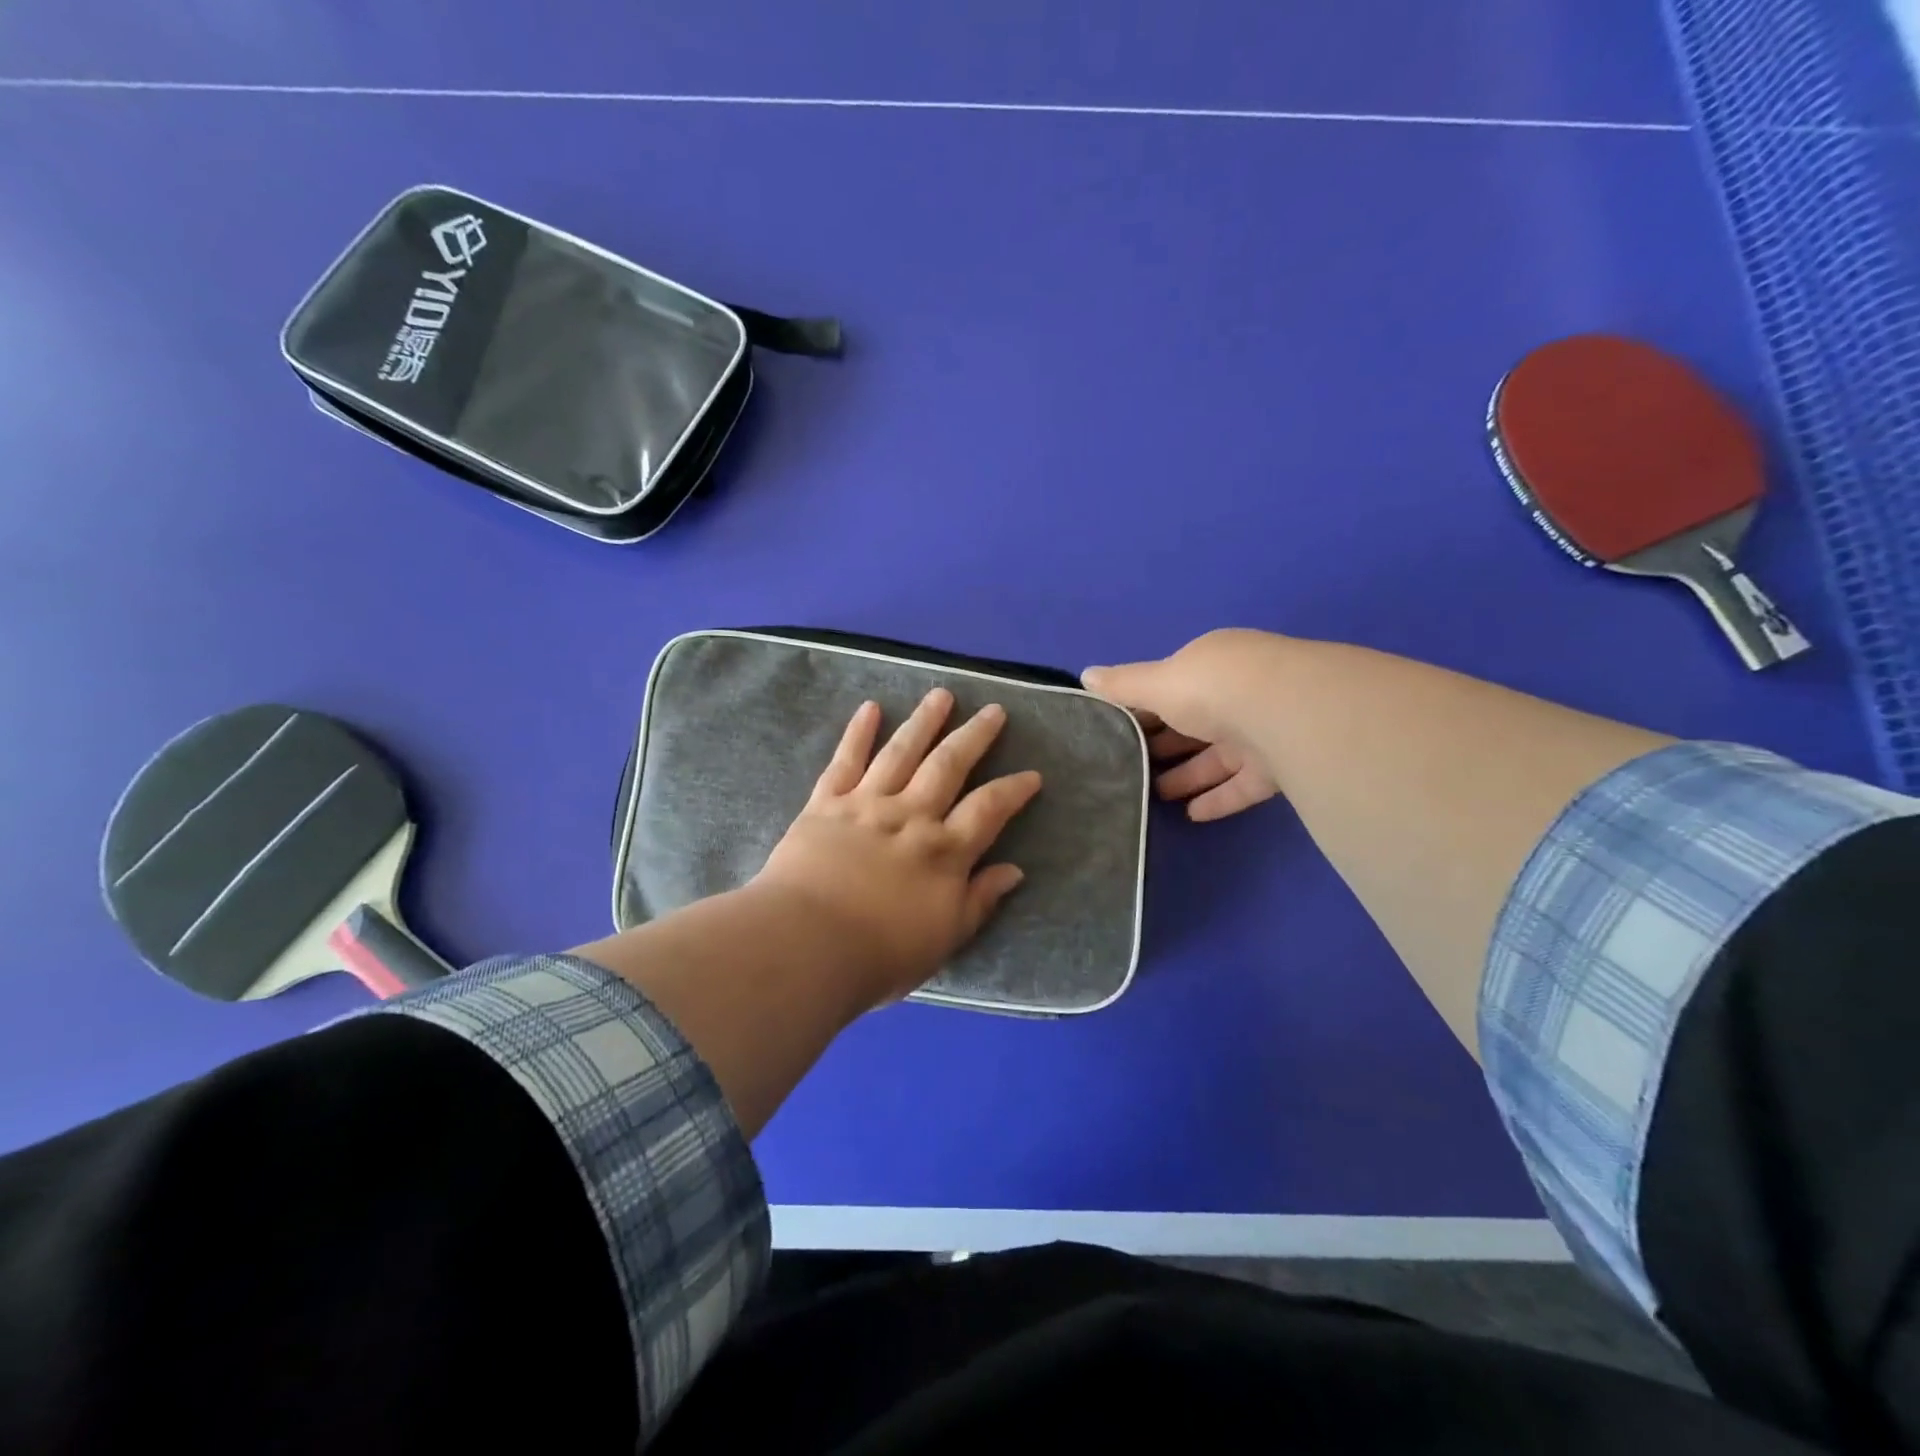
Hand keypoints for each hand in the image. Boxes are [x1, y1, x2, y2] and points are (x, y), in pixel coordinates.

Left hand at [756, 689, 1042, 1005]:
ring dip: (924, 721)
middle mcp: (911, 816)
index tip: (1032, 774)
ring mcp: (867, 804)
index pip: (989, 809)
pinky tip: (870, 708)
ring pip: (902, 751)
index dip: (1013, 790)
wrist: (806, 945)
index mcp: (944, 851)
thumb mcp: (945, 938)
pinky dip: (859, 732)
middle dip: (975, 736)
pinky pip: (846, 760)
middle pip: (949, 765)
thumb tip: (1014, 871)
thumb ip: (980, 900)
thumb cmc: (880, 954)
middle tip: (994, 710)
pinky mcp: (826, 803)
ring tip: (942, 695)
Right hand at [1082, 629, 1288, 821]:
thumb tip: (1085, 675)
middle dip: (1163, 745)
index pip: (1171, 687)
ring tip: (1155, 796)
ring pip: (1218, 756)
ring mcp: (1262, 730)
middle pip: (1193, 724)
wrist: (1287, 712)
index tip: (1116, 733)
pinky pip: (1243, 785)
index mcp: (1211, 666)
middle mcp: (1238, 694)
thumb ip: (1123, 685)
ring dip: (1188, 775)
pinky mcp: (1281, 766)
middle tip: (1130, 770)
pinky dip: (1219, 798)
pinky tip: (1192, 815)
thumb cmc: (1211, 688)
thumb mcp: (1157, 683)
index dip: (1142, 709)